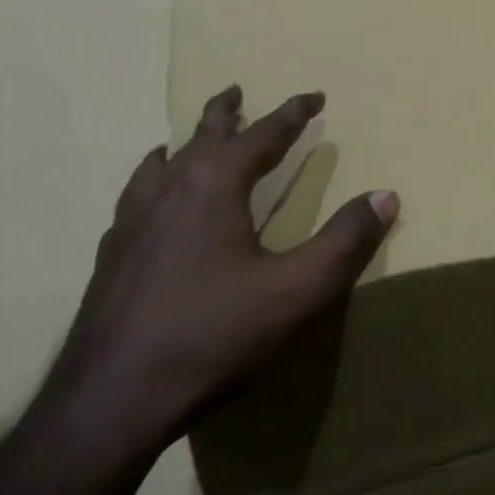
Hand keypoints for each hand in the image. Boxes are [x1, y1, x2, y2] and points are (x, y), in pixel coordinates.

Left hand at [48, 86, 397, 453]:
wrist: (108, 403)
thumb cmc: (212, 336)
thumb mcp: (296, 292)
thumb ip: (345, 242)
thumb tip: (386, 195)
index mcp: (214, 184)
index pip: (263, 133)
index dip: (293, 112)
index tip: (314, 95)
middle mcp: (169, 188)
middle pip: (202, 134)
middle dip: (226, 110)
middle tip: (237, 91)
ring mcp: (132, 221)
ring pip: (161, 162)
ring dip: (185, 143)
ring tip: (188, 141)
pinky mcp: (111, 255)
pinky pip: (137, 196)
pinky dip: (153, 181)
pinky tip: (152, 205)